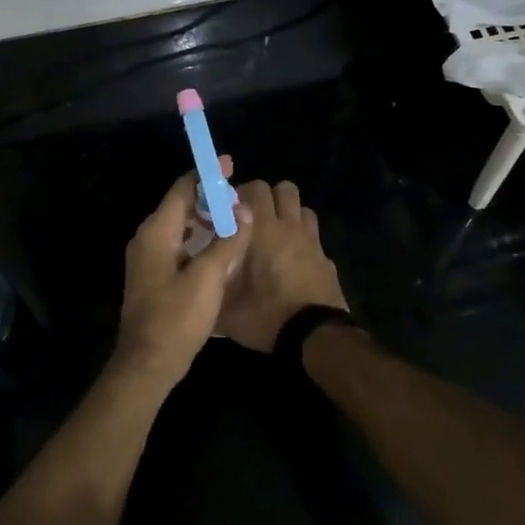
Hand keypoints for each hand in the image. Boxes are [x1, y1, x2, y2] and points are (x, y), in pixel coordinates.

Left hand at [113, 157, 250, 390]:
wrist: (147, 364)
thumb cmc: (177, 317)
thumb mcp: (208, 277)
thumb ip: (228, 241)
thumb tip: (245, 210)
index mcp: (156, 232)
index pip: (182, 189)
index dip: (206, 175)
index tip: (229, 164)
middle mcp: (147, 239)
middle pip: (179, 205)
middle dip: (208, 197)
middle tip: (239, 194)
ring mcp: (147, 259)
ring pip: (179, 226)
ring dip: (205, 219)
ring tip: (234, 218)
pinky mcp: (153, 276)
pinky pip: (178, 244)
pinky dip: (198, 238)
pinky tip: (219, 247)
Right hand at [215, 180, 348, 352]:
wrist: (314, 335)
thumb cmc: (266, 316)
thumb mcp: (226, 310)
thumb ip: (211, 289)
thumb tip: (198, 283)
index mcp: (263, 230)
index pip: (256, 189)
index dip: (243, 194)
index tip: (232, 212)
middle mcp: (289, 227)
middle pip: (284, 189)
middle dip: (269, 198)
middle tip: (254, 220)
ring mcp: (312, 241)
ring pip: (303, 209)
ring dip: (290, 215)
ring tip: (276, 235)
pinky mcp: (327, 258)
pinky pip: (314, 236)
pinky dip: (305, 240)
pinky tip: (294, 260)